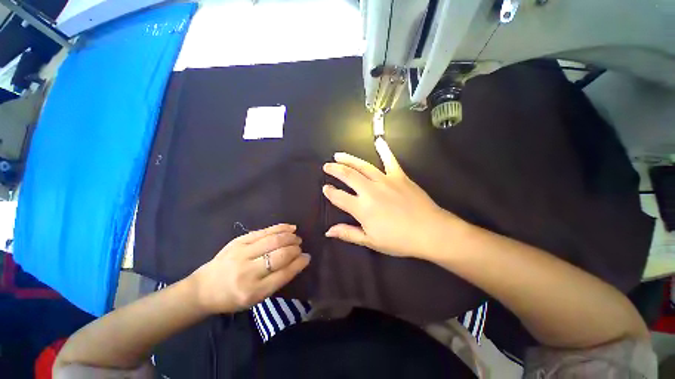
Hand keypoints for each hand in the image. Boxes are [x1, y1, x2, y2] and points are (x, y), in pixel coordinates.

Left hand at [190, 224, 310, 313]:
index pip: (284, 274)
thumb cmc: (232, 297)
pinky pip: (264, 231)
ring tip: (296, 237)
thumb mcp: (255, 298)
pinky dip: (280, 228)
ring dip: (290, 237)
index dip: (299, 263)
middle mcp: (248, 272)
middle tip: (300, 247)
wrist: (203, 289)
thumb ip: (277, 280)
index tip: (307, 257)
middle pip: (280, 255)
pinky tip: (290, 227)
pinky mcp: (238, 241)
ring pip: (274, 240)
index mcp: (254, 292)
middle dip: (295, 249)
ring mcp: (241, 254)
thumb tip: (298, 261)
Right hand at [322, 138, 462, 258]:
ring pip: (362, 166)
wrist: (430, 232)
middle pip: (347, 175)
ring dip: (349, 159)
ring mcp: (385, 180)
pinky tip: (378, 140)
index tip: (325, 188)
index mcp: (362, 208)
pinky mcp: (399, 176)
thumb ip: (348, 233)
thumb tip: (328, 231)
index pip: (339, 197)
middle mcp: (370, 190)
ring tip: (339, 155)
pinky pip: (390, 160)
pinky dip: (384, 149)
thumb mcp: (371, 241)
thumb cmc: (399, 240)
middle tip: (327, 165)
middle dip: (334, 169)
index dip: (329, 192)